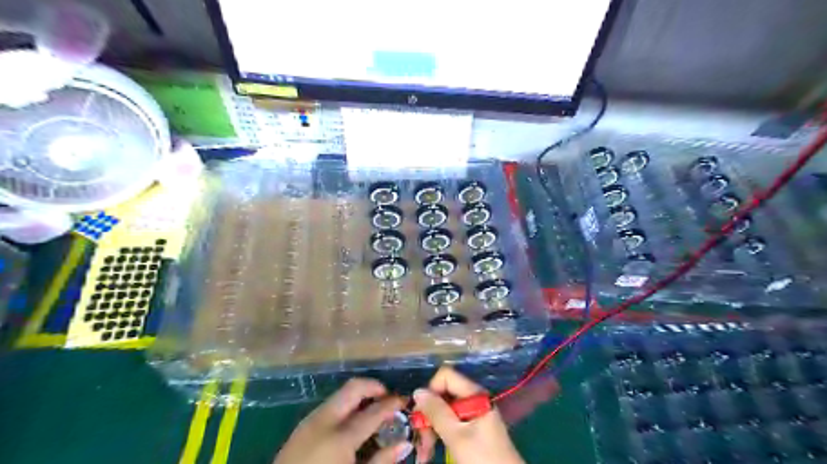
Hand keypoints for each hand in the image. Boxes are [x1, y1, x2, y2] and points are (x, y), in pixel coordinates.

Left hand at [273, 379, 410, 462]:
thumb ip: (381, 461)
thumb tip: (405, 443)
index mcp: (340, 437)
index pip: (374, 411)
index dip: (393, 403)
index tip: (405, 401)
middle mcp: (324, 420)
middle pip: (354, 387)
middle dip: (375, 387)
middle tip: (389, 399)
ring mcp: (310, 420)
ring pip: (341, 394)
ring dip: (360, 396)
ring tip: (373, 410)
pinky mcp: (302, 426)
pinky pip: (330, 405)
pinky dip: (346, 405)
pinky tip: (352, 422)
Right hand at [414, 366, 521, 462]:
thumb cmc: (482, 458)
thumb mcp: (456, 436)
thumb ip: (437, 412)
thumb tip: (418, 391)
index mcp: (474, 394)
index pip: (445, 376)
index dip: (431, 391)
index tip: (422, 413)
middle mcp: (473, 399)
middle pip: (443, 395)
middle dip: (428, 416)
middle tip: (420, 441)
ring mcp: (473, 413)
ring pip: (443, 411)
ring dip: (430, 429)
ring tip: (424, 453)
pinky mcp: (472, 427)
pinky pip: (450, 423)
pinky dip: (439, 435)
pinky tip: (431, 451)